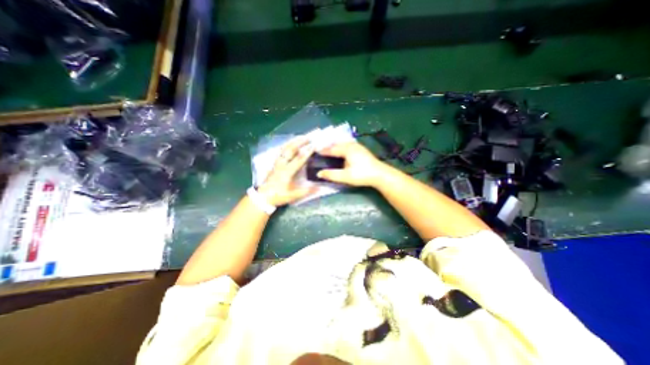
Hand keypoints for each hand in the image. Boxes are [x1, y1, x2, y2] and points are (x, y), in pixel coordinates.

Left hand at [258, 137, 318, 206]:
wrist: (263, 197)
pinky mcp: (274, 163)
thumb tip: (319, 188)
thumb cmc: (278, 196)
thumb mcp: (293, 196)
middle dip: (300, 142)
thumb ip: (306, 191)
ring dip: (293, 141)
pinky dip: (287, 145)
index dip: (307, 152)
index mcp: (287, 172)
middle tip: (309, 137)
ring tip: (301, 137)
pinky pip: (281, 151)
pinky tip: (291, 143)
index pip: (298, 159)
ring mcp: (277, 162)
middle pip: (290, 149)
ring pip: (285, 148)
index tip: (314, 145)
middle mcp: (281, 164)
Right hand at [318, 141, 387, 186]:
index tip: (314, 151)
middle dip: (328, 146)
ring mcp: (358, 146)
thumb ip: (331, 175)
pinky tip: (341, 151)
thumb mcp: (345, 176)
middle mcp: (352, 145)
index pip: (331, 149)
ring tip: (328, 150)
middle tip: (320, 150)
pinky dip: (341, 147)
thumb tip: (319, 173)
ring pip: (343, 143)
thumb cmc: (362, 175)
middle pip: (337, 144)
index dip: (323, 151)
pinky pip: (348, 145)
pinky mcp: (361, 150)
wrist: (380, 174)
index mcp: (347, 149)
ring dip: (335, 146)